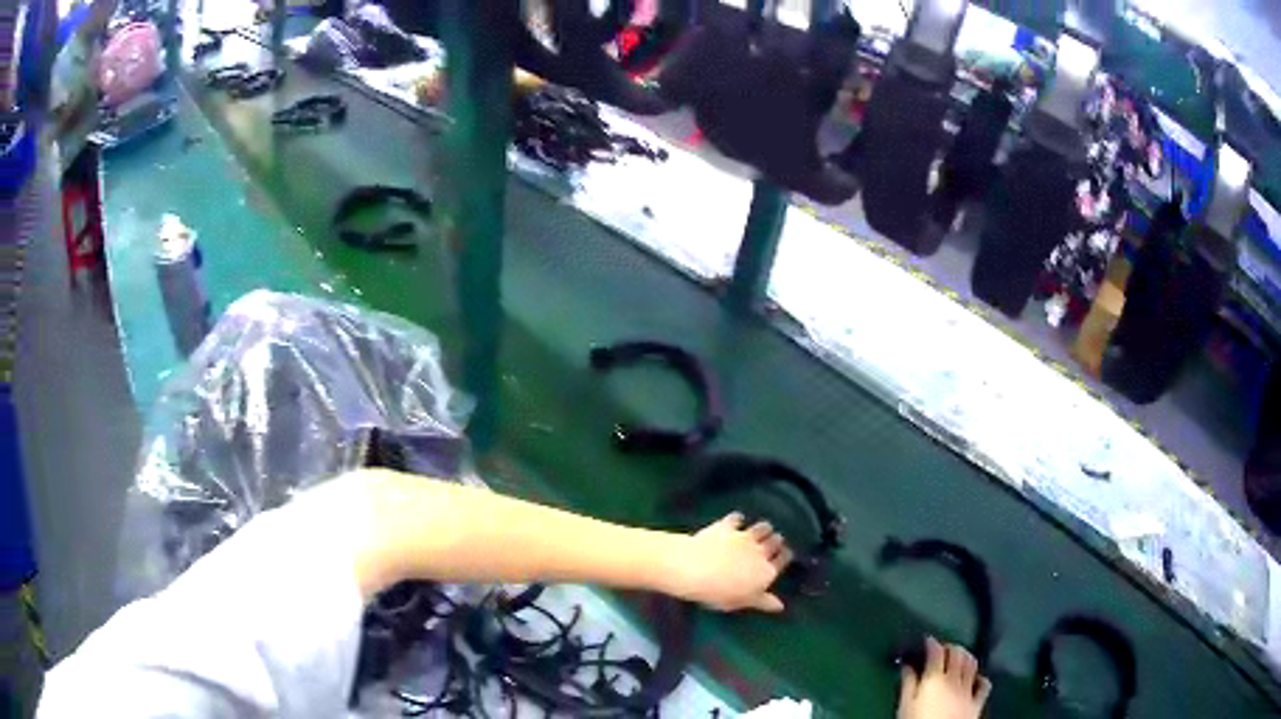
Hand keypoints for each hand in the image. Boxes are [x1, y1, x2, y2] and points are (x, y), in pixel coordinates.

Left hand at [669, 513, 792, 612]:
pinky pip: (737, 518)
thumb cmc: (719, 593)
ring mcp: (744, 536)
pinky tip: (736, 519)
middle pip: (775, 542)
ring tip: (763, 529)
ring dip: (764, 528)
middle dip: (776, 540)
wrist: (695, 569)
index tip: (786, 554)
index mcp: (766, 572)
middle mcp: (760, 551)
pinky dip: (738, 519)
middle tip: (774, 541)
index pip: (783, 560)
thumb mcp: (743, 602)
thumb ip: (762, 602)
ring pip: (762, 527)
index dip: (785, 556)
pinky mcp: (727, 526)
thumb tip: (780, 606)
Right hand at [897, 637, 991, 718]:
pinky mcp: (978, 701)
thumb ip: (908, 684)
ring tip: (958, 658)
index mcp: (935, 678)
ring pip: (972, 663)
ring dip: (966, 656)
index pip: (936, 652)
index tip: (927, 640)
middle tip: (942, 648)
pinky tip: (975, 678)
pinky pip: (984, 684)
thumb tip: (906, 666)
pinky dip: (980, 677)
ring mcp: (969, 689)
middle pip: (957, 653)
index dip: (932, 643)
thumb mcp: (905, 706)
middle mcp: (954, 679)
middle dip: (951, 646)